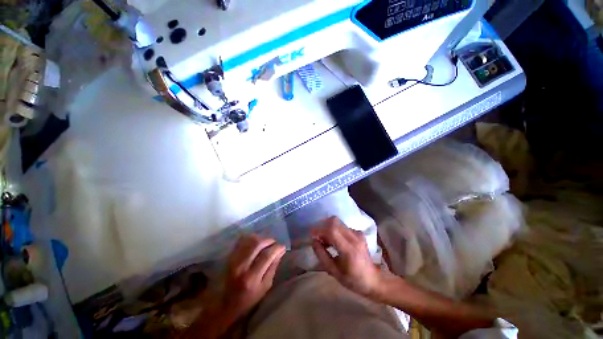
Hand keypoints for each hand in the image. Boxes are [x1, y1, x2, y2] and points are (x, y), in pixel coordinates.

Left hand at [222, 234, 285, 318]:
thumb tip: (280, 251)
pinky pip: (242, 240)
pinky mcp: (230, 256)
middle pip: (257, 244)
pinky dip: (251, 238)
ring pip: (250, 240)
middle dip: (269, 240)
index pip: (266, 255)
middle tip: (275, 243)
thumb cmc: (249, 299)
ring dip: (261, 238)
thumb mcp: (265, 287)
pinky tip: (256, 242)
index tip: (283, 247)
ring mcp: (233, 259)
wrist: (226, 303)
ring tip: (266, 243)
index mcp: (251, 277)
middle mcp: (241, 266)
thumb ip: (273, 267)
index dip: (277, 248)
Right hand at [311, 217, 382, 297]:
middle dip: (322, 226)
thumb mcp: (334, 272)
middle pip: (334, 222)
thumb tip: (313, 241)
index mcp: (349, 250)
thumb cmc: (353, 280)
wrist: (373, 280)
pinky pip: (343, 226)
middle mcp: (354, 238)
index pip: (332, 231)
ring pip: (338, 222)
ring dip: (328, 228)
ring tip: (325, 241)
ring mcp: (358, 234)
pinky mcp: (359, 233)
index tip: (311, 234)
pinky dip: (335, 230)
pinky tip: (334, 241)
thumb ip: (322, 255)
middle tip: (318, 237)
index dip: (319, 230)